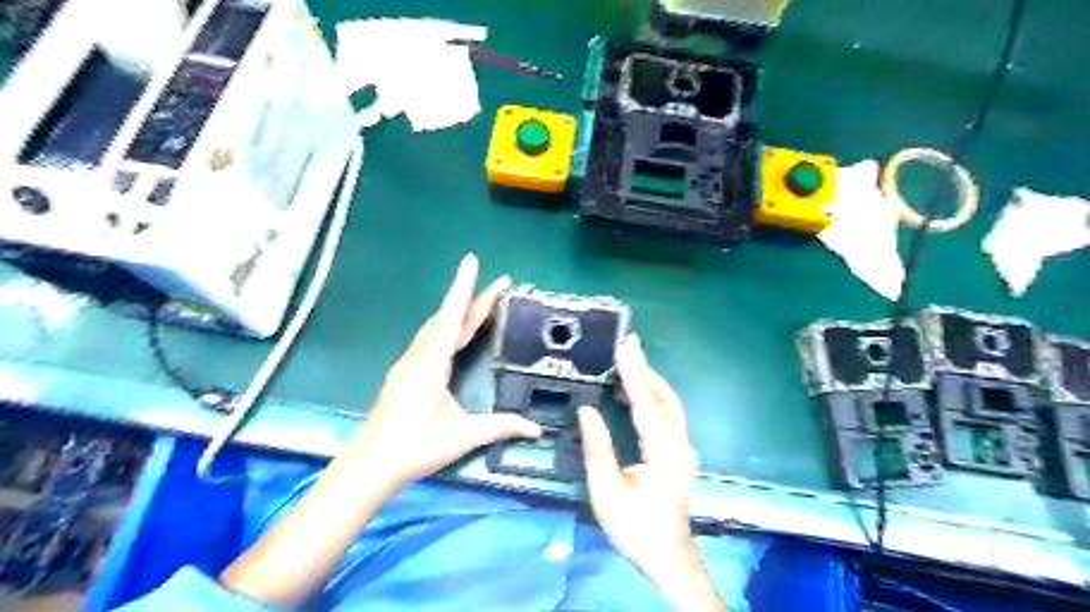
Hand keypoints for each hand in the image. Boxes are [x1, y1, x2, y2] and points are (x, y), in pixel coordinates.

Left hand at [354, 253, 544, 491]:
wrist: (370, 464)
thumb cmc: (416, 445)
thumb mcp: (463, 435)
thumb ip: (500, 427)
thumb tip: (535, 429)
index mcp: (432, 361)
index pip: (452, 316)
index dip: (464, 287)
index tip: (471, 260)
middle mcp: (419, 355)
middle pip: (448, 317)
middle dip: (474, 299)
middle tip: (499, 285)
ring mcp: (408, 364)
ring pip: (436, 327)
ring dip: (459, 312)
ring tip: (481, 304)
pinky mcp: (405, 374)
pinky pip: (430, 340)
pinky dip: (447, 328)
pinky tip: (454, 334)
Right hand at [578, 336, 720, 608]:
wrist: (667, 557)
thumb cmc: (635, 528)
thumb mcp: (607, 491)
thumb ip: (598, 448)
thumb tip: (587, 409)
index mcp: (663, 451)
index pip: (646, 402)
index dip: (633, 372)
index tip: (622, 347)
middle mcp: (678, 443)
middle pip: (663, 396)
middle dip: (644, 367)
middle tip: (627, 342)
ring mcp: (681, 447)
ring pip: (667, 402)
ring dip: (648, 379)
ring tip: (628, 359)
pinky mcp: (677, 453)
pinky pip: (665, 414)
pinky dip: (650, 395)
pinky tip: (634, 391)